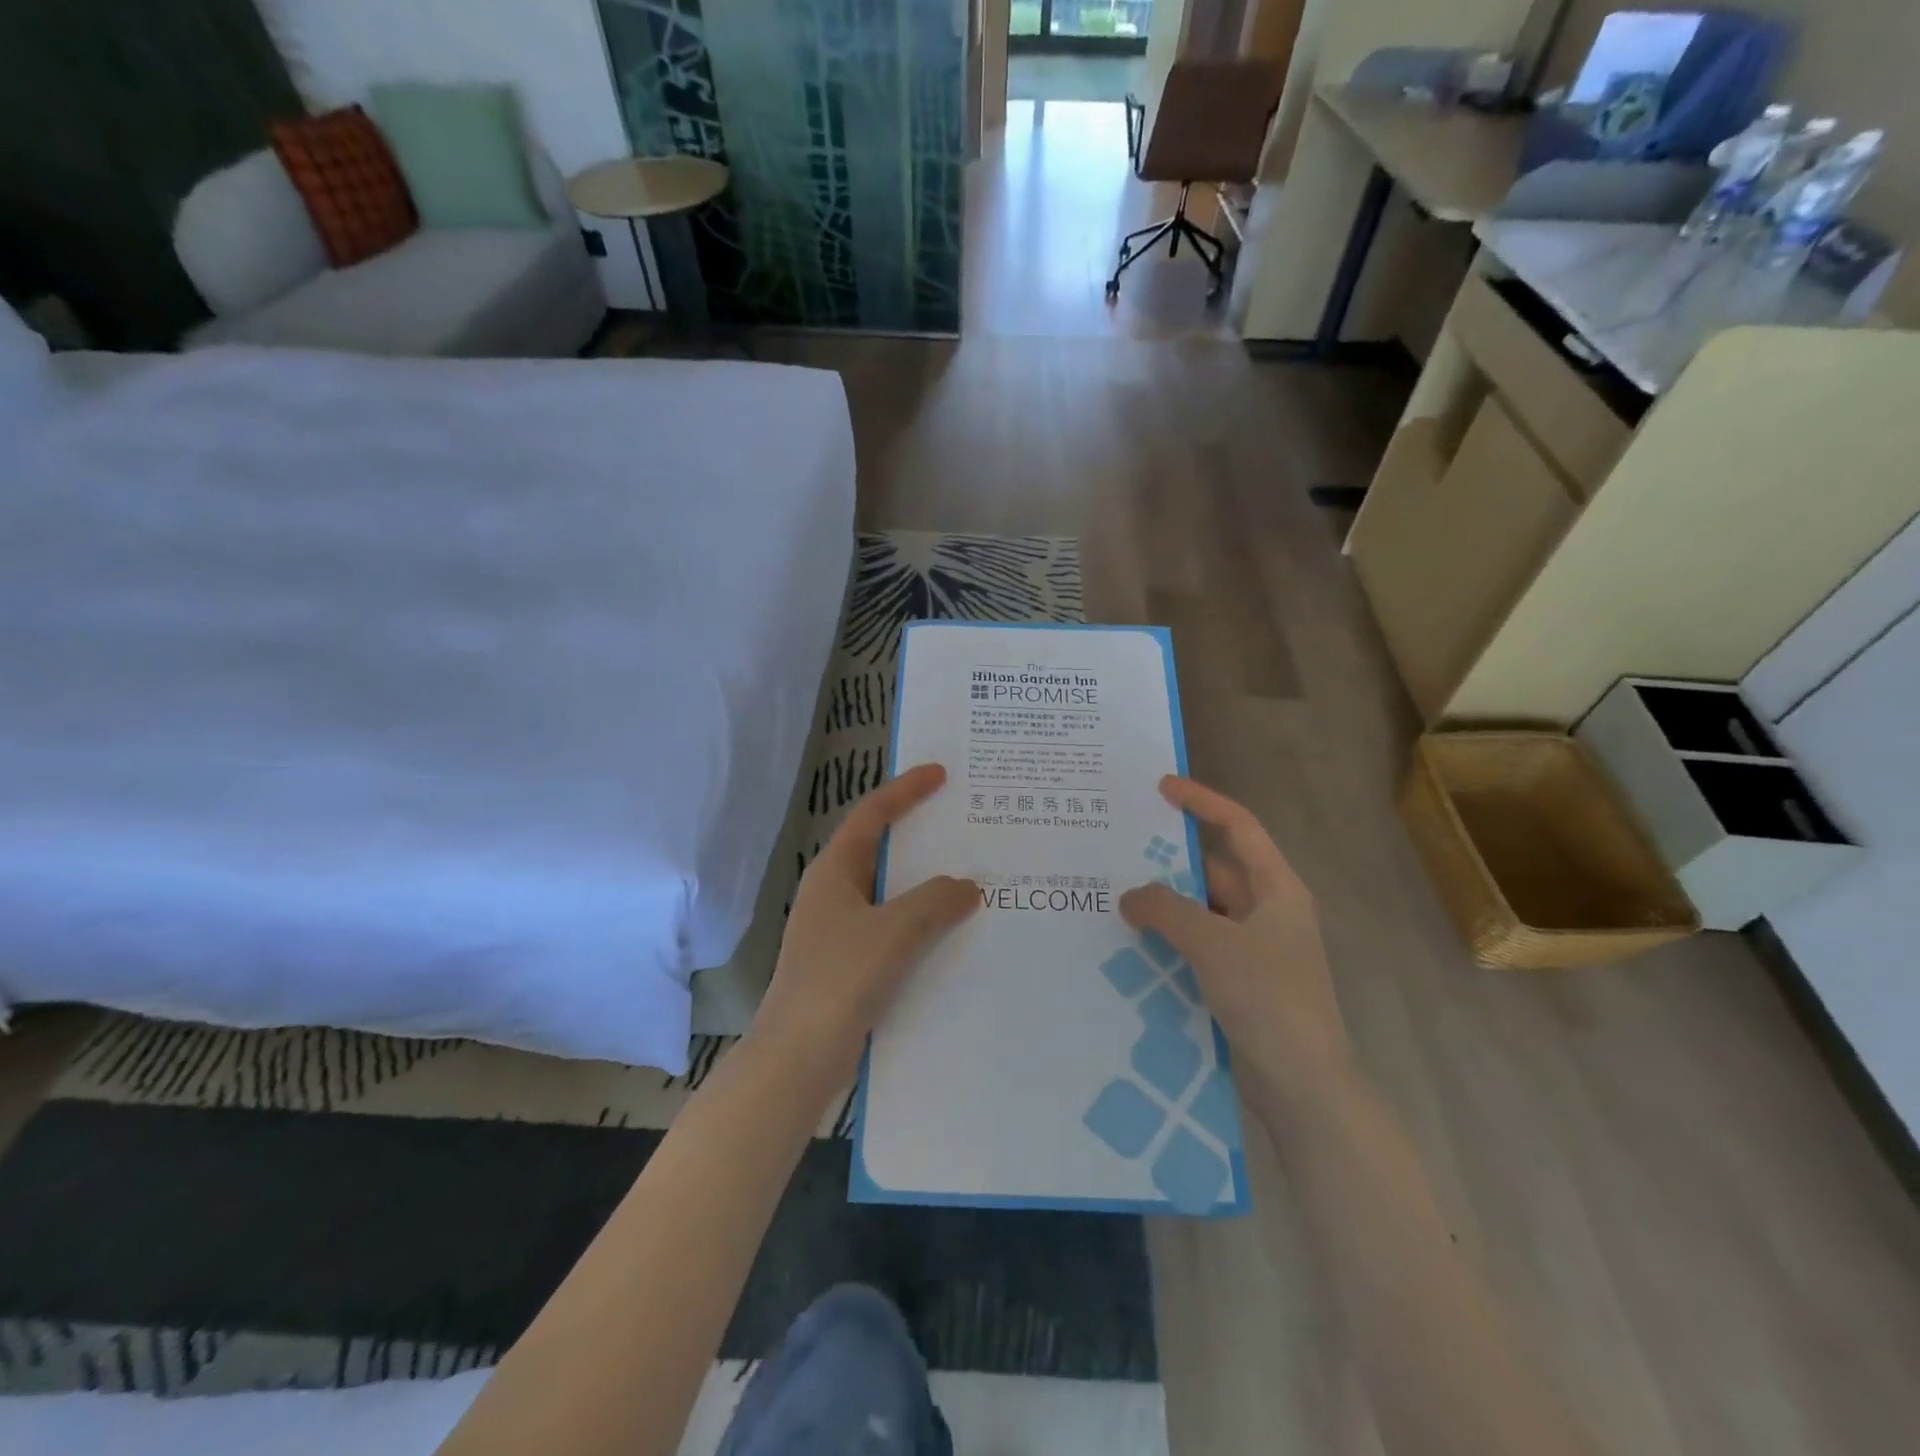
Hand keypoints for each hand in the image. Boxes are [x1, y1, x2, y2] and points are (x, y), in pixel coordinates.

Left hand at [750, 763, 977, 1080]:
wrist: (798, 1058)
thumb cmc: (840, 979)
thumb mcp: (893, 931)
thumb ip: (934, 901)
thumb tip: (968, 886)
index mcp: (835, 872)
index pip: (872, 815)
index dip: (905, 790)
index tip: (940, 774)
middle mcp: (835, 894)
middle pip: (882, 850)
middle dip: (920, 836)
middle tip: (963, 823)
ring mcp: (840, 931)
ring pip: (891, 894)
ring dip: (926, 885)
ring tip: (971, 875)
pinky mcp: (850, 965)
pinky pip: (893, 929)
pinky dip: (922, 923)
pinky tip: (953, 934)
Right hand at [1119, 776, 1350, 1109]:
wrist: (1304, 1086)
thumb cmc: (1269, 1000)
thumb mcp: (1214, 944)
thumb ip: (1167, 910)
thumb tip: (1129, 896)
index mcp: (1277, 890)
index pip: (1239, 828)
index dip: (1203, 802)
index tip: (1162, 788)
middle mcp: (1267, 912)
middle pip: (1213, 870)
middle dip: (1169, 861)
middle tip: (1118, 850)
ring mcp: (1253, 950)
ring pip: (1201, 912)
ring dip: (1164, 905)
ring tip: (1113, 895)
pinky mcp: (1238, 982)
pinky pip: (1196, 946)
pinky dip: (1168, 940)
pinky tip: (1130, 943)